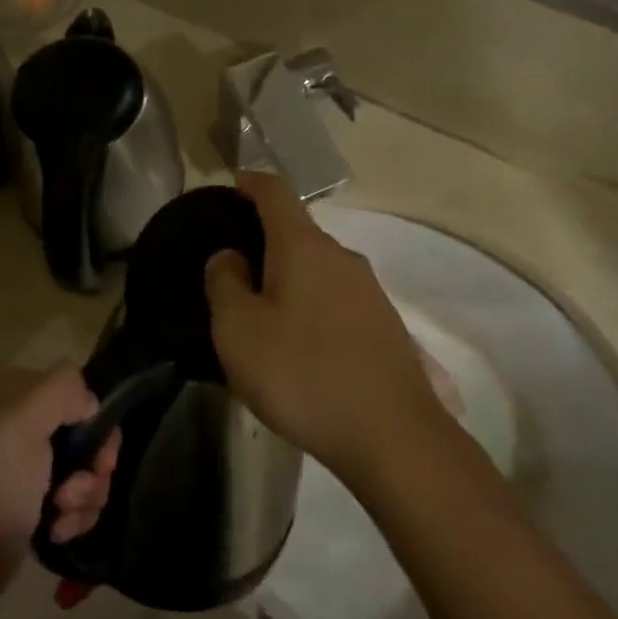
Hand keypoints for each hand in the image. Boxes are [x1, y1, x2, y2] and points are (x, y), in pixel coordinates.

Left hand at [0, 364, 119, 613]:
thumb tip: (91, 404)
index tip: (97, 450)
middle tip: (77, 488)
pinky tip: (57, 531)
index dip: (94, 419)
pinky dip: (75, 516)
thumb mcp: (22, 420)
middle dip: (93, 465)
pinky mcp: (38, 504)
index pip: (75, 389)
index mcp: (14, 396)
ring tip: (62, 514)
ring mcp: (32, 467)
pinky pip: (78, 500)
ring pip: (88, 469)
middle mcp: (24, 426)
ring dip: (86, 494)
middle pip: (89, 433)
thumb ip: (62, 389)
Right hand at [204, 173, 448, 485]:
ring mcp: (369, 291)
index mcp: (304, 247)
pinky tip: (299, 342)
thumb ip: (225, 284)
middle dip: (265, 239)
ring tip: (262, 312)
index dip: (252, 183)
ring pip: (318, 268)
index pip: (277, 192)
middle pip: (298, 232)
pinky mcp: (384, 325)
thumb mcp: (239, 331)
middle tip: (233, 269)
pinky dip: (310, 304)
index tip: (233, 185)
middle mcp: (342, 257)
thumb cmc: (302, 374)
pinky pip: (336, 298)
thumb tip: (231, 256)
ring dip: (288, 278)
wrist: (392, 435)